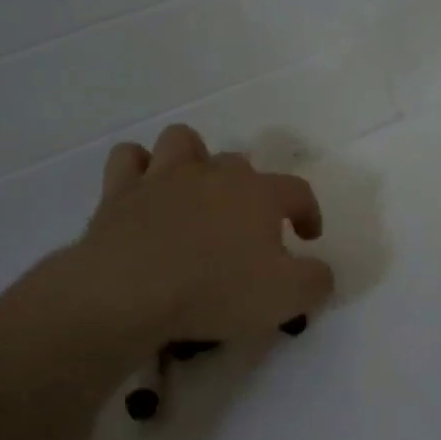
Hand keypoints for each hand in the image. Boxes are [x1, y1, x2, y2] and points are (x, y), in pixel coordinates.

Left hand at [51, 124, 333, 359]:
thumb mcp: (286, 297)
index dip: (308, 213)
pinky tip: (145, 189)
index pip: (297, 191)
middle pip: (240, 165)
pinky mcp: (120, 191)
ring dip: (194, 159)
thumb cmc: (214, 292)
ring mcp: (164, 176)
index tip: (307, 237)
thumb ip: (315, 280)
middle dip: (250, 190)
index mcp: (258, 194)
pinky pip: (129, 158)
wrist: (129, 292)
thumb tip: (320, 271)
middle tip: (247, 228)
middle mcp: (213, 173)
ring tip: (196, 190)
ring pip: (183, 142)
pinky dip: (139, 168)